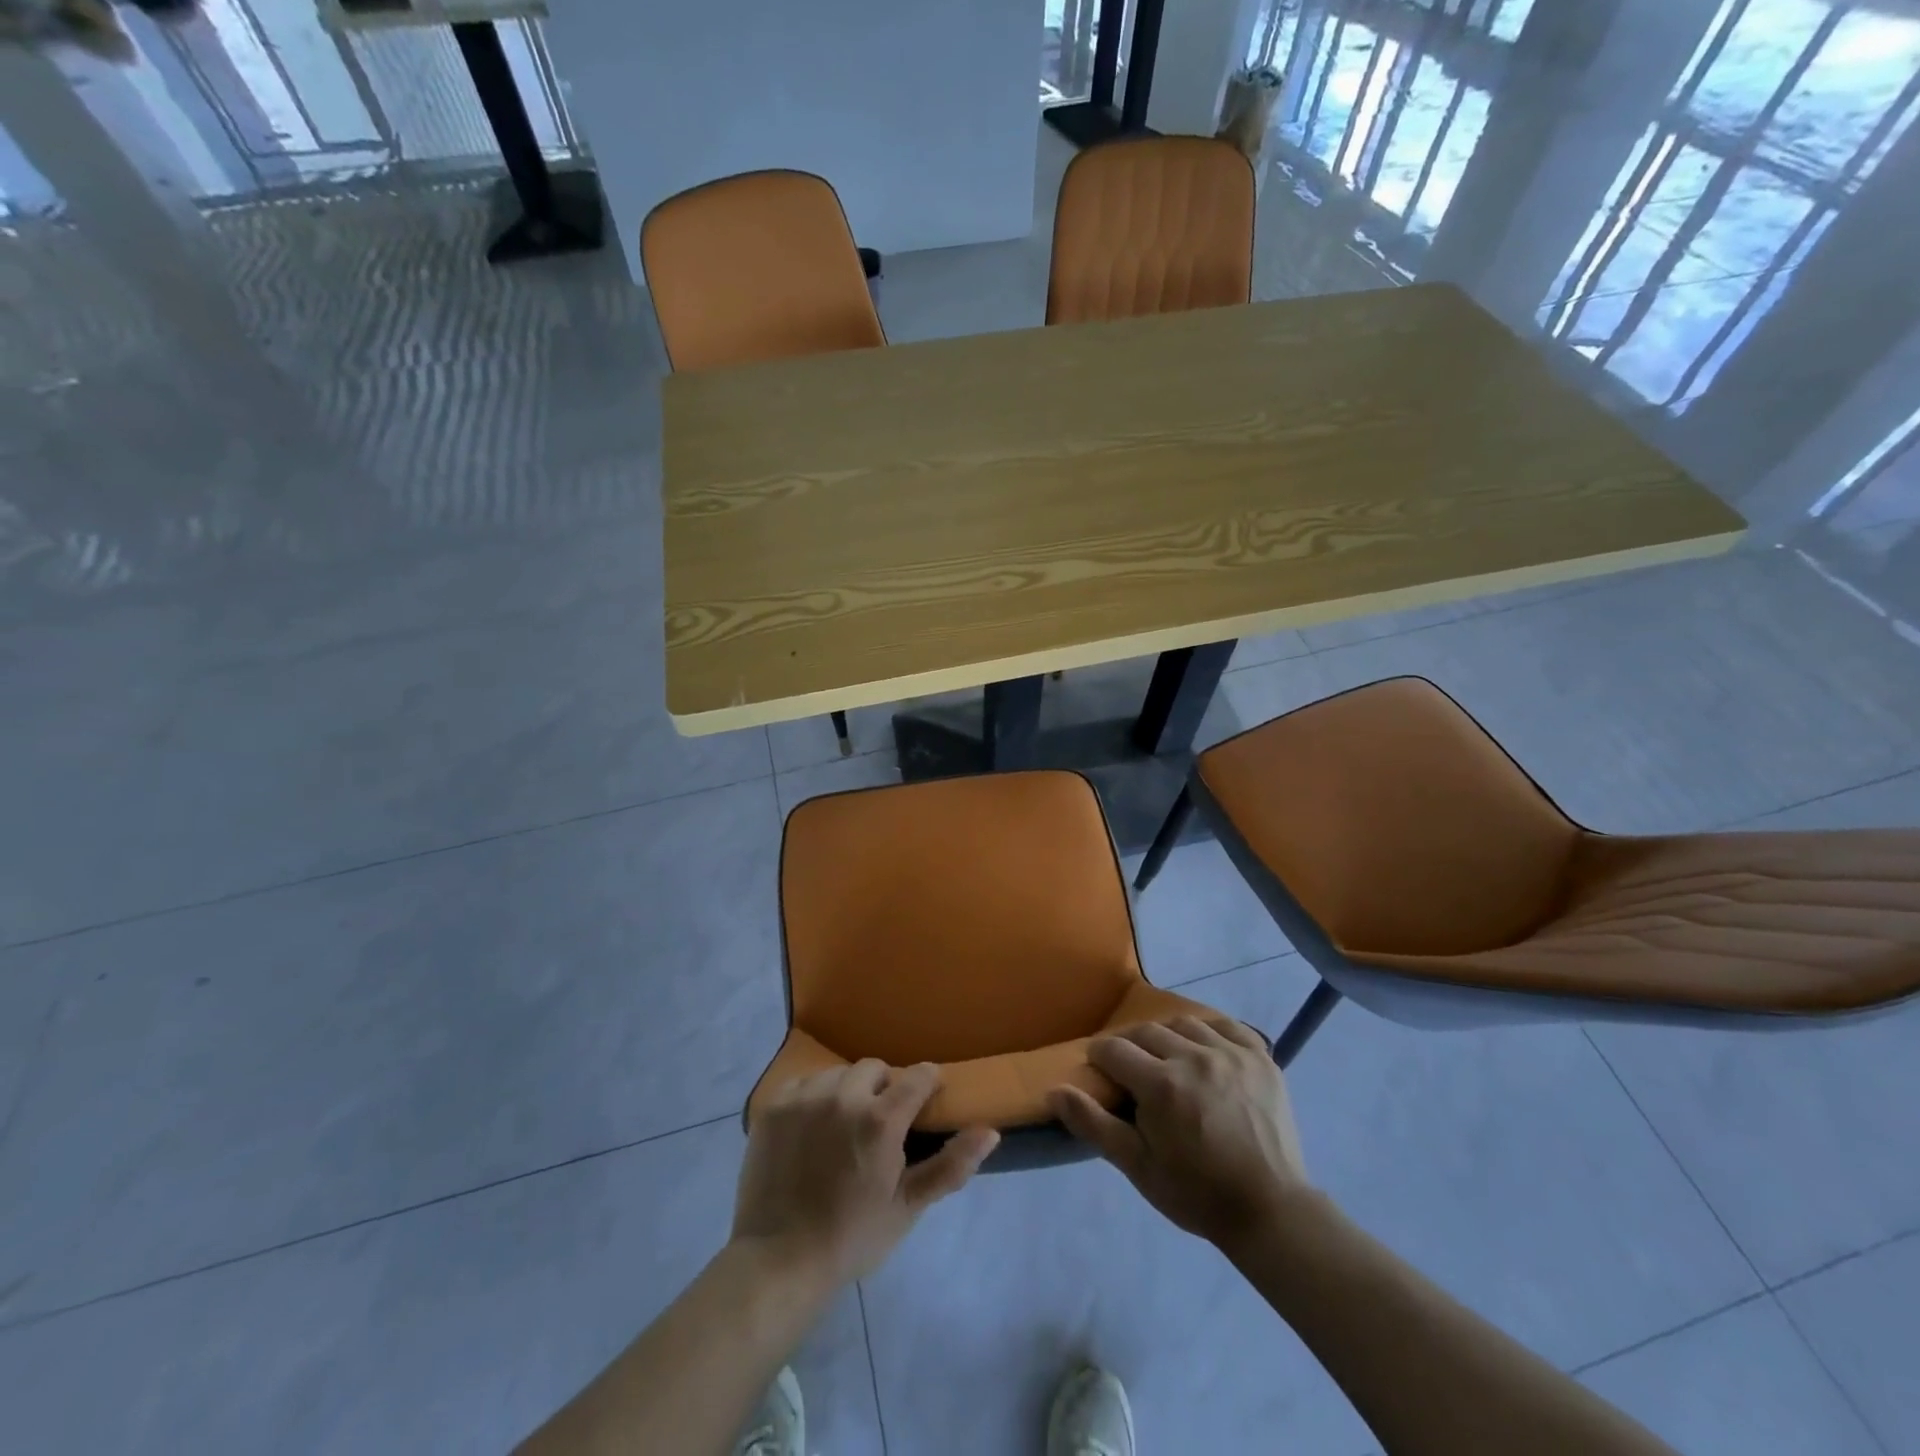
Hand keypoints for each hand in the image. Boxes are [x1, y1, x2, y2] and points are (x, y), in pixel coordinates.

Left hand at [732, 1060, 998, 1288]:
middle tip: (880, 1123)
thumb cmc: (853, 1236)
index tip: (927, 1098)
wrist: (781, 1261)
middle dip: (884, 1088)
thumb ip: (951, 1166)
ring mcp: (805, 1098)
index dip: (927, 1083)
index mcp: (880, 1120)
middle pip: (875, 1069)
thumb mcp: (908, 1206)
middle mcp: (843, 1096)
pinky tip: (812, 1126)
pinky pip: (804, 1082)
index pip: (918, 1076)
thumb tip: (991, 1132)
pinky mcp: (774, 1106)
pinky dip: (813, 1096)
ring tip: (843, 1125)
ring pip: (838, 1073)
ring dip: (848, 1090)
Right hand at [1049, 1017, 1309, 1250]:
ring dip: (1167, 1035)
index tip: (1100, 1072)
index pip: (1114, 1050)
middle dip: (1130, 1045)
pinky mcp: (1260, 1056)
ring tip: (1166, 1058)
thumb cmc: (1197, 1193)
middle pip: (1146, 1032)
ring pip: (1184, 1023)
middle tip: (1130, 1070)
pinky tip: (1203, 1047)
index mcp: (1161, 1084)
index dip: (1100, 1058)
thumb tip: (1054, 1090)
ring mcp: (1230, 1053)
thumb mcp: (1137, 1167)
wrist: (1270, 1211)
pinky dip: (1208, 1030)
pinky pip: (1226, 1025)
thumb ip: (1093, 1124)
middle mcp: (1193, 1057)